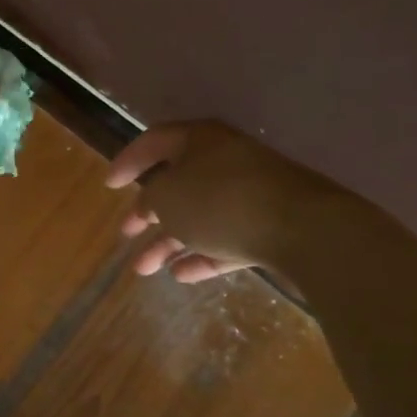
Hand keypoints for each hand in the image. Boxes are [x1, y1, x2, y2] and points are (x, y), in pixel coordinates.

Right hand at [104, 121, 343, 281]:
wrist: (306, 230)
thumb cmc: (221, 201)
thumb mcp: (166, 198)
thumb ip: (150, 199)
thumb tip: (152, 204)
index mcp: (200, 140)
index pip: (154, 141)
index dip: (128, 161)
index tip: (109, 185)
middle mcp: (226, 161)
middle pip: (178, 184)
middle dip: (148, 212)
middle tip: (125, 233)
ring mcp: (252, 194)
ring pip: (200, 216)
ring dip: (170, 241)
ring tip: (144, 270)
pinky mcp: (272, 226)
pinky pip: (227, 239)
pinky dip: (203, 254)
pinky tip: (181, 276)